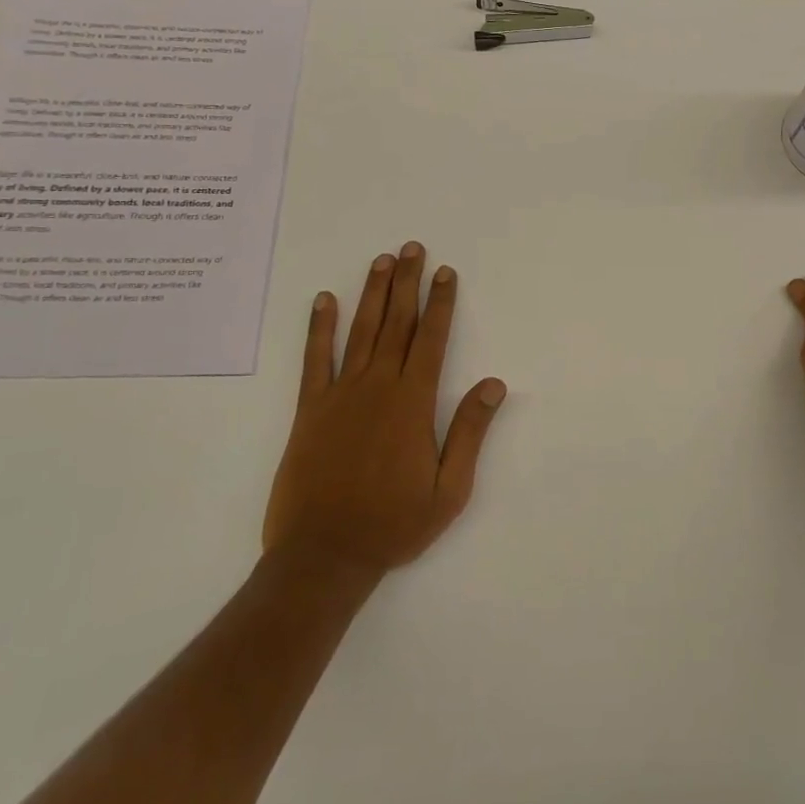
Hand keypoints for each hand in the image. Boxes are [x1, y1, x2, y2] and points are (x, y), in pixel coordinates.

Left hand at [264, 243, 506, 574]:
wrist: (323, 556)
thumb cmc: (393, 524)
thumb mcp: (449, 490)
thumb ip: (470, 432)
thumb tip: (495, 383)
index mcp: (413, 403)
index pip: (432, 339)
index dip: (441, 303)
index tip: (444, 272)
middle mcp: (377, 387)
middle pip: (397, 323)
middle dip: (407, 283)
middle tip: (412, 247)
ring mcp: (340, 395)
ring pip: (360, 332)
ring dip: (372, 293)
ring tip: (381, 260)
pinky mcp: (309, 410)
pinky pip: (315, 359)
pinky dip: (320, 328)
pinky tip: (324, 301)